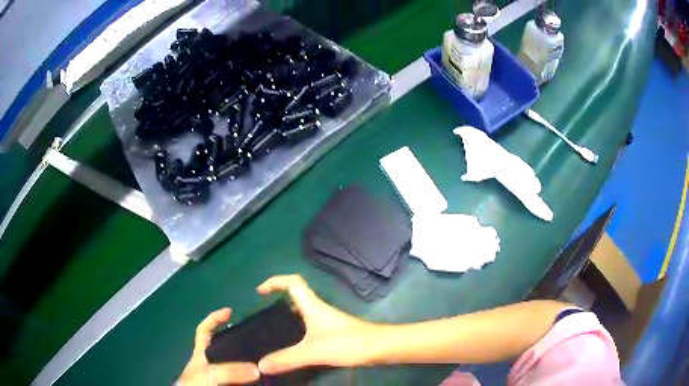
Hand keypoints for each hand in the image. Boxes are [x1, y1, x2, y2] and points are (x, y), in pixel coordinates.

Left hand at [178, 308, 259, 384]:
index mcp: (201, 353)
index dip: (214, 318)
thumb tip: (257, 369)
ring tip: (265, 360)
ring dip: (248, 363)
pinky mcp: (227, 384)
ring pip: (235, 364)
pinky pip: (242, 379)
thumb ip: (229, 370)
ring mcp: (218, 375)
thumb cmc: (196, 384)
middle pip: (224, 346)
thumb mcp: (209, 373)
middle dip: (239, 342)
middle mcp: (211, 362)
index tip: (229, 311)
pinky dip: (251, 378)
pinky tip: (262, 379)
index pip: (205, 330)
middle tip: (257, 341)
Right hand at [256, 274, 374, 374]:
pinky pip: (310, 325)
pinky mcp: (333, 331)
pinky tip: (294, 345)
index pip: (292, 282)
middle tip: (263, 316)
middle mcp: (319, 309)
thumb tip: (260, 366)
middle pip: (296, 296)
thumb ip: (287, 359)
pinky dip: (298, 330)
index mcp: (312, 306)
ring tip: (273, 332)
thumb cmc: (347, 343)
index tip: (259, 291)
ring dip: (288, 316)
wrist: (380, 347)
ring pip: (303, 312)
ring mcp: (327, 320)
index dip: (275, 281)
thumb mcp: (313, 352)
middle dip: (278, 300)